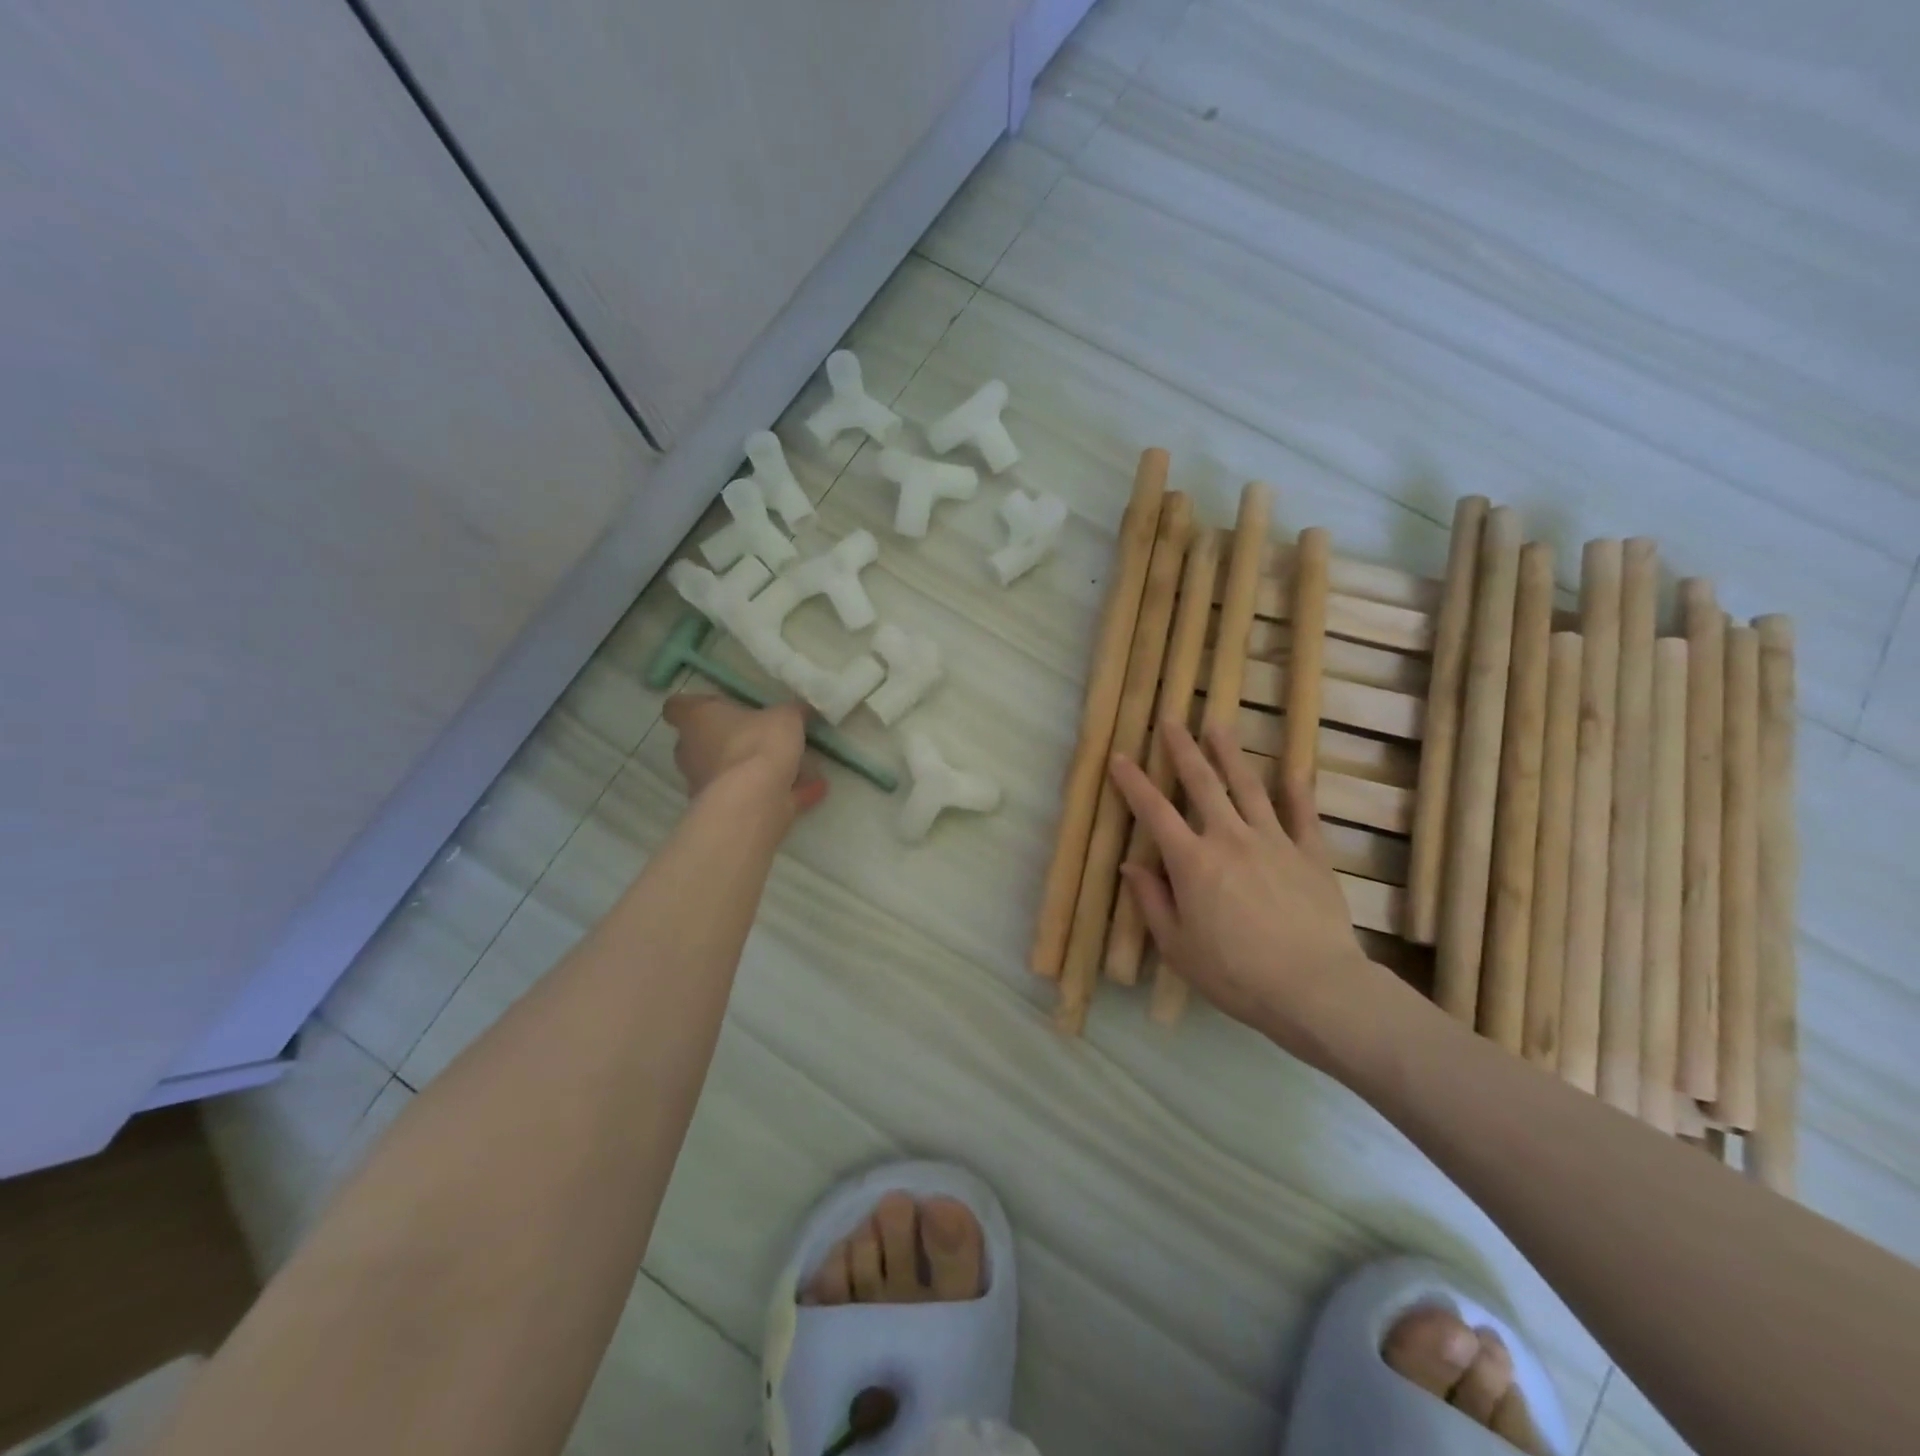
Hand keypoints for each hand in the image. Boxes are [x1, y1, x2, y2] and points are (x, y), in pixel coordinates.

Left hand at [661, 694, 826, 817]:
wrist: (753, 802)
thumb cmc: (758, 745)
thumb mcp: (785, 718)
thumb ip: (791, 712)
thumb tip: (799, 709)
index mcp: (697, 720)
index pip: (678, 707)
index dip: (698, 705)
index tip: (719, 705)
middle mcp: (692, 752)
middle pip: (704, 742)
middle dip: (731, 741)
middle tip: (763, 737)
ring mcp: (705, 785)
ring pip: (730, 772)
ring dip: (757, 771)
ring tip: (799, 768)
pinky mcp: (725, 811)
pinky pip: (755, 797)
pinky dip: (781, 794)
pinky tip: (814, 790)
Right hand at [1109, 718, 1377, 1065]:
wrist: (1314, 987)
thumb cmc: (1235, 974)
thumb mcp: (1178, 947)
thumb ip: (1152, 902)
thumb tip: (1132, 866)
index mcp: (1192, 862)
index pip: (1155, 812)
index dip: (1134, 783)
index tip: (1120, 757)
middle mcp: (1230, 839)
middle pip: (1203, 784)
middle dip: (1184, 749)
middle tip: (1173, 719)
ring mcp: (1274, 841)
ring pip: (1249, 787)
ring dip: (1231, 754)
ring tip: (1219, 726)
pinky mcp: (1311, 855)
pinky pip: (1303, 815)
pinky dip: (1297, 791)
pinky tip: (1294, 770)